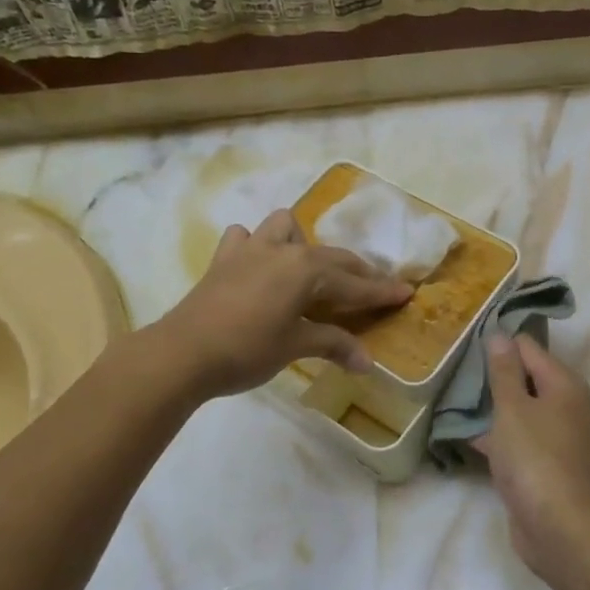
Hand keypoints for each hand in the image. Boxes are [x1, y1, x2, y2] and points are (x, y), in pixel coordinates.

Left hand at [155, 208, 412, 398]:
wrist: (183, 353)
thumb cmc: (247, 350)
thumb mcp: (295, 347)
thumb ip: (333, 346)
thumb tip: (368, 363)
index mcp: (306, 270)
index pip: (354, 282)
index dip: (381, 290)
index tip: (406, 292)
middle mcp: (283, 250)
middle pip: (330, 256)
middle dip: (355, 271)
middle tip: (372, 289)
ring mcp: (250, 250)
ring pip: (284, 226)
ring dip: (300, 242)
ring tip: (305, 270)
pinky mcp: (223, 260)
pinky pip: (243, 238)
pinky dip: (255, 246)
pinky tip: (257, 266)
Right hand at [474, 334, 589, 579]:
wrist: (558, 527)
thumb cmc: (534, 458)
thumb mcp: (512, 408)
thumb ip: (504, 371)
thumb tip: (501, 336)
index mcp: (565, 385)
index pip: (529, 348)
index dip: (500, 344)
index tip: (467, 346)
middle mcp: (568, 406)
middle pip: (527, 378)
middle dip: (495, 377)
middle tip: (457, 373)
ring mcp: (560, 438)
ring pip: (522, 411)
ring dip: (494, 408)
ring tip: (455, 402)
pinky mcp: (548, 465)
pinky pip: (520, 439)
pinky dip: (499, 436)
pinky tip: (467, 438)